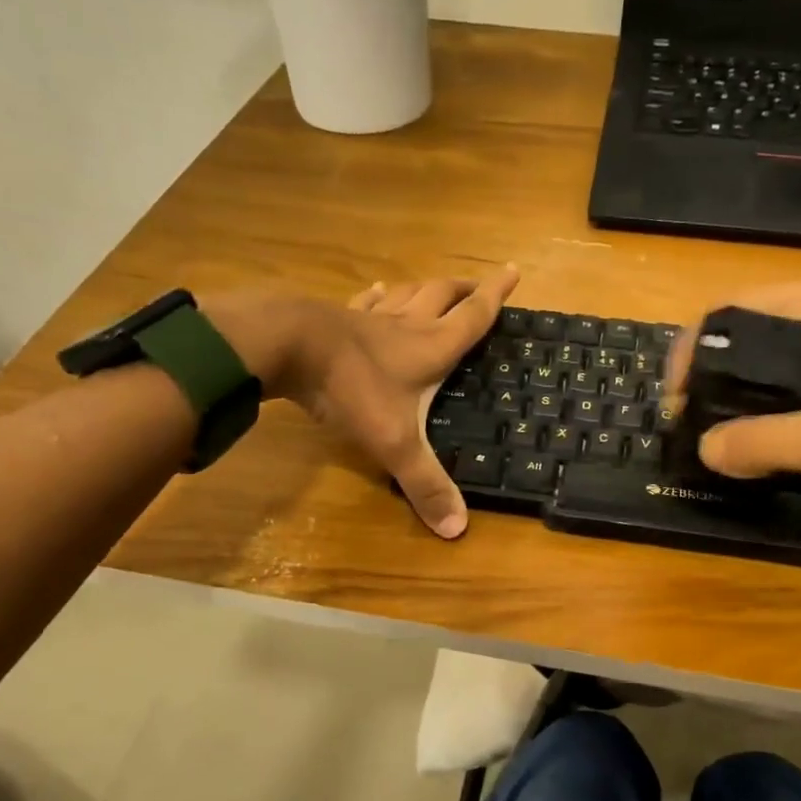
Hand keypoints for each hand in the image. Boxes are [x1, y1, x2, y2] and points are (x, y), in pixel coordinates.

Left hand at [285, 266, 518, 537]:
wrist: (286, 346)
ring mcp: (370, 319)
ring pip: (407, 294)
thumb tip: (458, 529)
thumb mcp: (394, 442)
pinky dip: (378, 297)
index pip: (473, 316)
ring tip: (436, 287)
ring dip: (426, 289)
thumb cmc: (352, 389)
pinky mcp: (338, 318)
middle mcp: (407, 325)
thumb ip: (424, 484)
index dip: (496, 295)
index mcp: (431, 347)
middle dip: (465, 289)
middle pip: (443, 295)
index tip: (514, 271)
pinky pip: (366, 302)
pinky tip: (377, 293)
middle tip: (478, 284)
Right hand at [666, 270, 800, 497]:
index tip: (678, 396)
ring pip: (793, 333)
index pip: (741, 304)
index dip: (696, 347)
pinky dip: (790, 374)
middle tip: (701, 408)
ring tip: (734, 413)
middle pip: (764, 315)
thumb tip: (706, 449)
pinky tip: (788, 411)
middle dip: (722, 360)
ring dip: (755, 369)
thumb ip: (766, 443)